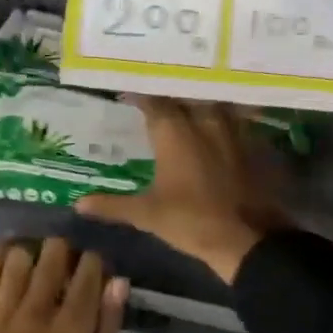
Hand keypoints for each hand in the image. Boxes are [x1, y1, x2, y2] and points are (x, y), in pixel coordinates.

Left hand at [0, 237, 126, 332]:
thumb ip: (107, 330)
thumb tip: (118, 283)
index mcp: (72, 331)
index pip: (89, 270)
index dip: (96, 262)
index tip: (96, 270)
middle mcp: (36, 313)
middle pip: (53, 253)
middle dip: (66, 251)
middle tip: (66, 266)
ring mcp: (1, 315)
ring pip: (18, 256)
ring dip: (33, 253)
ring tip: (36, 264)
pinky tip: (8, 260)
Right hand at [78, 98, 285, 283]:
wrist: (248, 239)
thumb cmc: (192, 222)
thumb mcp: (147, 215)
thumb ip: (112, 205)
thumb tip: (79, 203)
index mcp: (175, 132)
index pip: (154, 101)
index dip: (140, 95)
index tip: (128, 93)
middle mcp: (204, 121)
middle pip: (185, 96)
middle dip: (170, 94)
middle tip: (157, 96)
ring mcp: (233, 130)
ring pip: (213, 103)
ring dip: (199, 102)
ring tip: (187, 105)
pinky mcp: (254, 144)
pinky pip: (236, 120)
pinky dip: (224, 119)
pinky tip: (219, 127)